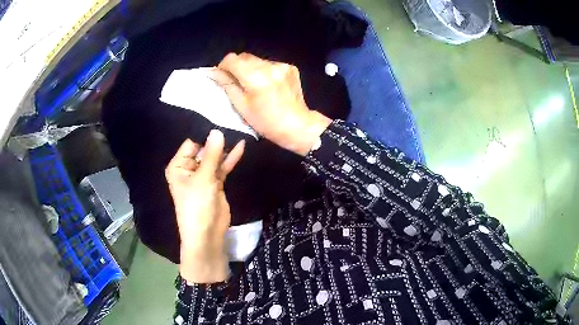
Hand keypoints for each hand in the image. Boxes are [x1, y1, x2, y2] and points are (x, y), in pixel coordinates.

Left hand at [165, 130, 244, 282]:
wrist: (207, 234)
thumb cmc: (197, 205)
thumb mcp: (203, 178)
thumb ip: (212, 155)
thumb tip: (217, 131)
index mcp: (178, 166)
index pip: (191, 144)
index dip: (205, 136)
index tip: (221, 122)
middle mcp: (189, 169)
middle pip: (204, 149)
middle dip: (216, 141)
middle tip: (233, 123)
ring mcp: (203, 176)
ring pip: (214, 158)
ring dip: (225, 149)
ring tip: (239, 132)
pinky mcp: (215, 183)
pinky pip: (222, 167)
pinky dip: (230, 159)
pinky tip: (241, 147)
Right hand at [211, 53, 331, 155]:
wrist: (297, 126)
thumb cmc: (266, 122)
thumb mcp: (242, 106)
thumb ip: (227, 85)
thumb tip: (214, 72)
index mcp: (255, 76)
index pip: (232, 59)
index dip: (223, 66)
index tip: (222, 75)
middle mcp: (269, 66)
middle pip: (245, 57)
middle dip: (237, 66)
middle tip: (236, 81)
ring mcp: (282, 65)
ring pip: (257, 60)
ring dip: (251, 68)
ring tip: (254, 84)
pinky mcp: (290, 67)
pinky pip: (270, 64)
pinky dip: (265, 71)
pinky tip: (268, 84)